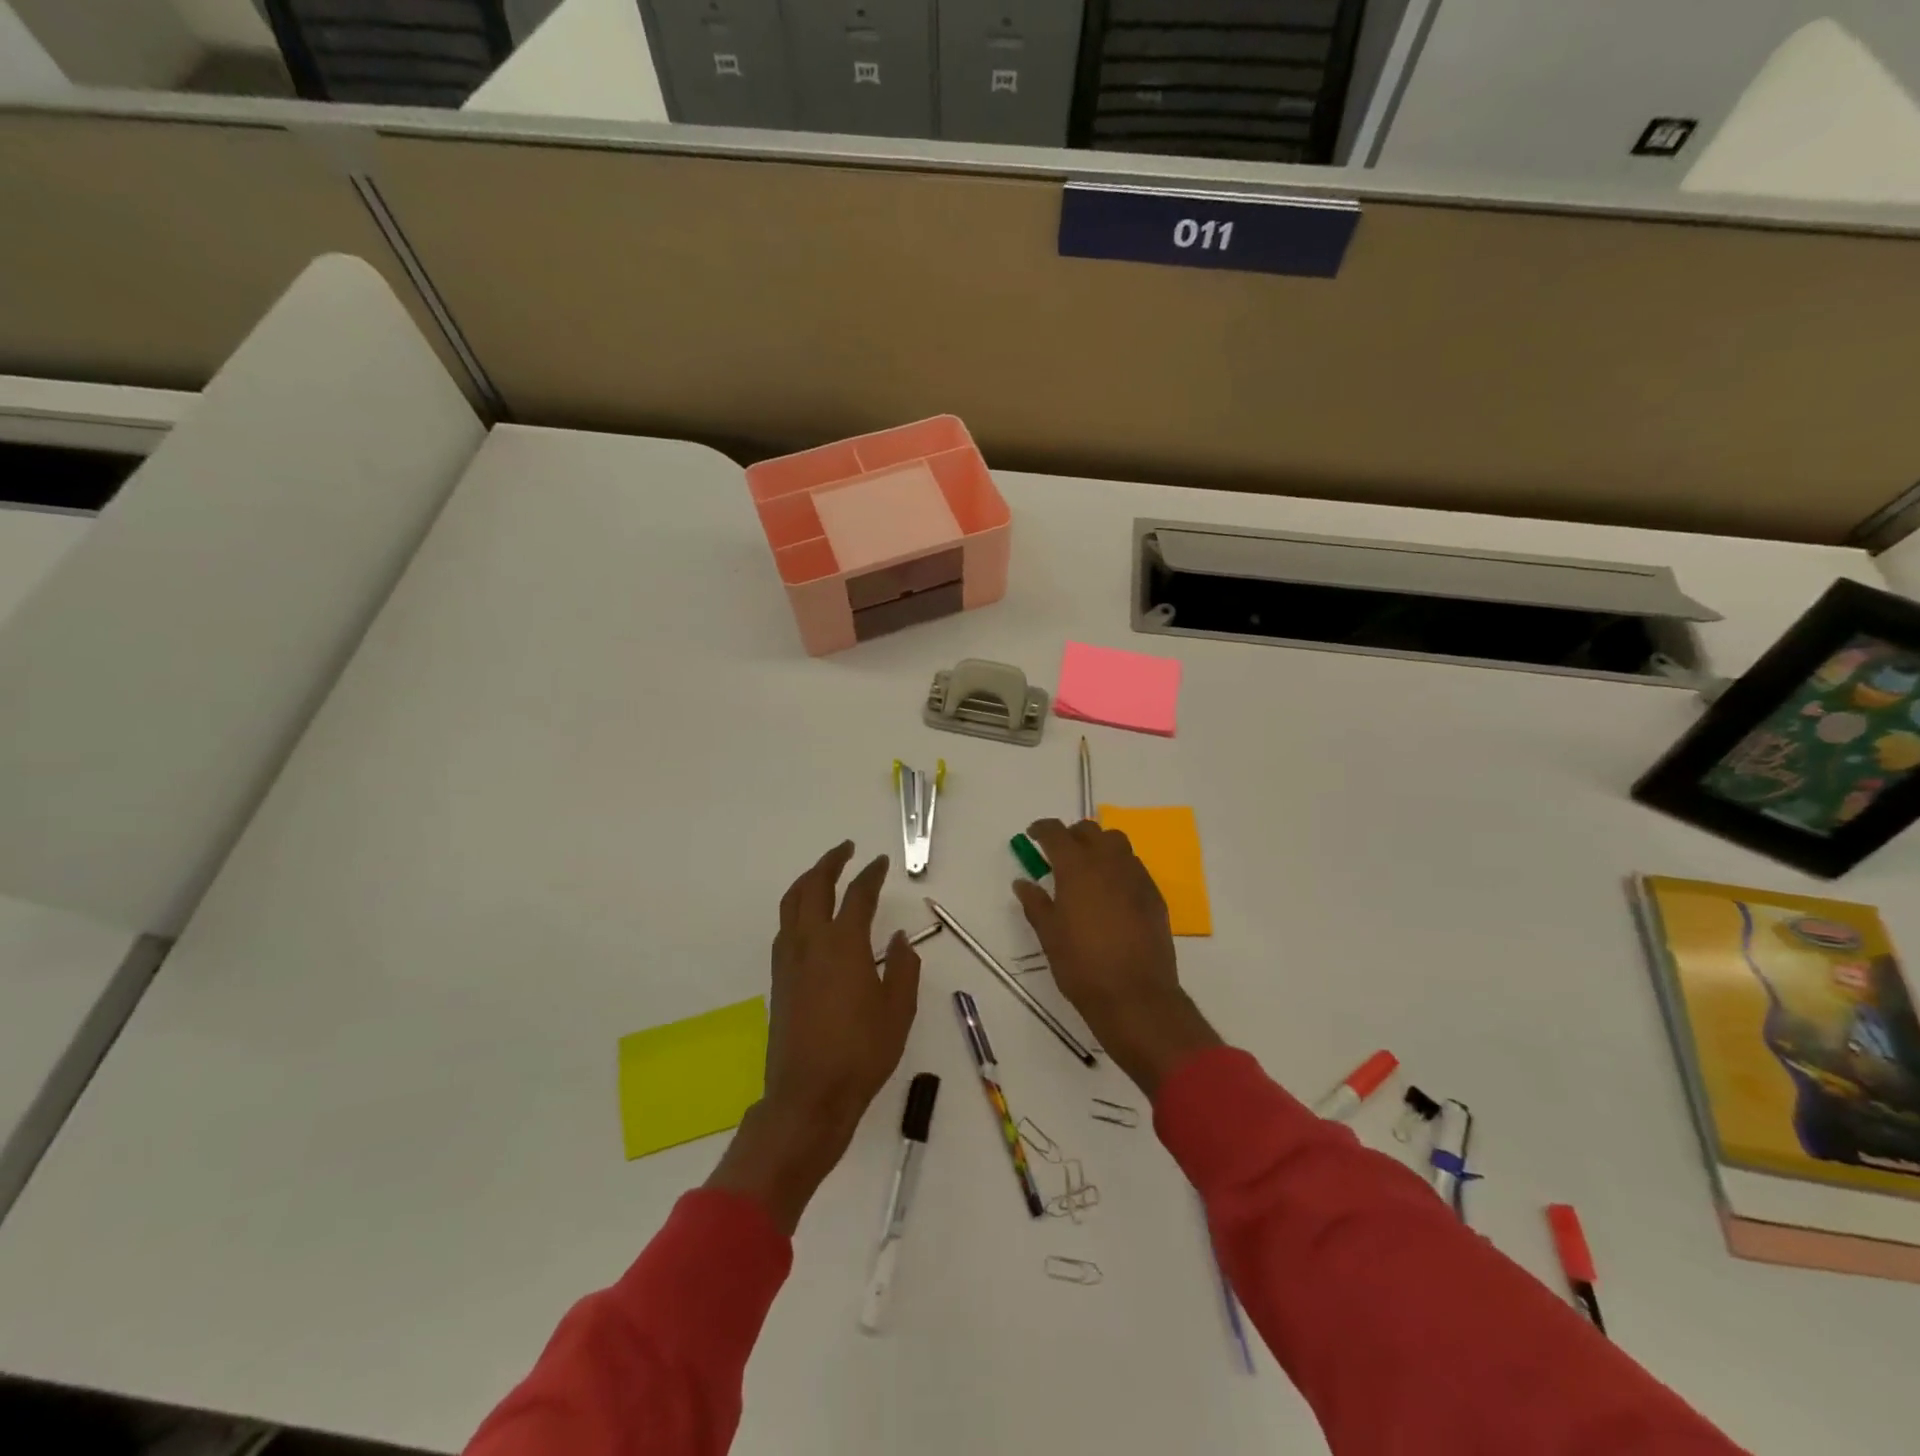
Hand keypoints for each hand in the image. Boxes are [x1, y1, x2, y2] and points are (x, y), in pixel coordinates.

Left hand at [707, 842, 921, 1231]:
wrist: (808, 1095)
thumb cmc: (861, 1053)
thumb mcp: (898, 1011)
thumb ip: (903, 967)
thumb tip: (899, 938)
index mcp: (844, 945)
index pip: (858, 895)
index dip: (871, 874)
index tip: (881, 862)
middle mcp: (811, 942)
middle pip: (814, 887)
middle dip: (830, 862)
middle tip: (846, 849)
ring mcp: (789, 960)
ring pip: (792, 903)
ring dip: (808, 880)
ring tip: (823, 873)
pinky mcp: (778, 979)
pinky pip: (785, 927)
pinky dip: (797, 907)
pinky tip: (808, 917)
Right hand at [1012, 818, 1219, 1097]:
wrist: (1136, 996)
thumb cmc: (1082, 966)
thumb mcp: (1049, 935)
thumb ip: (1035, 903)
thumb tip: (1023, 882)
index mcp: (1077, 868)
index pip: (1056, 832)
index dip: (1042, 829)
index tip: (1033, 836)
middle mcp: (1108, 862)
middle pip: (1090, 830)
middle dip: (1072, 835)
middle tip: (1059, 854)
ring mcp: (1135, 876)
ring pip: (1117, 843)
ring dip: (1099, 846)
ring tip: (1088, 869)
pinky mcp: (1154, 894)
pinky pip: (1134, 866)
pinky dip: (1118, 867)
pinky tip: (1112, 892)